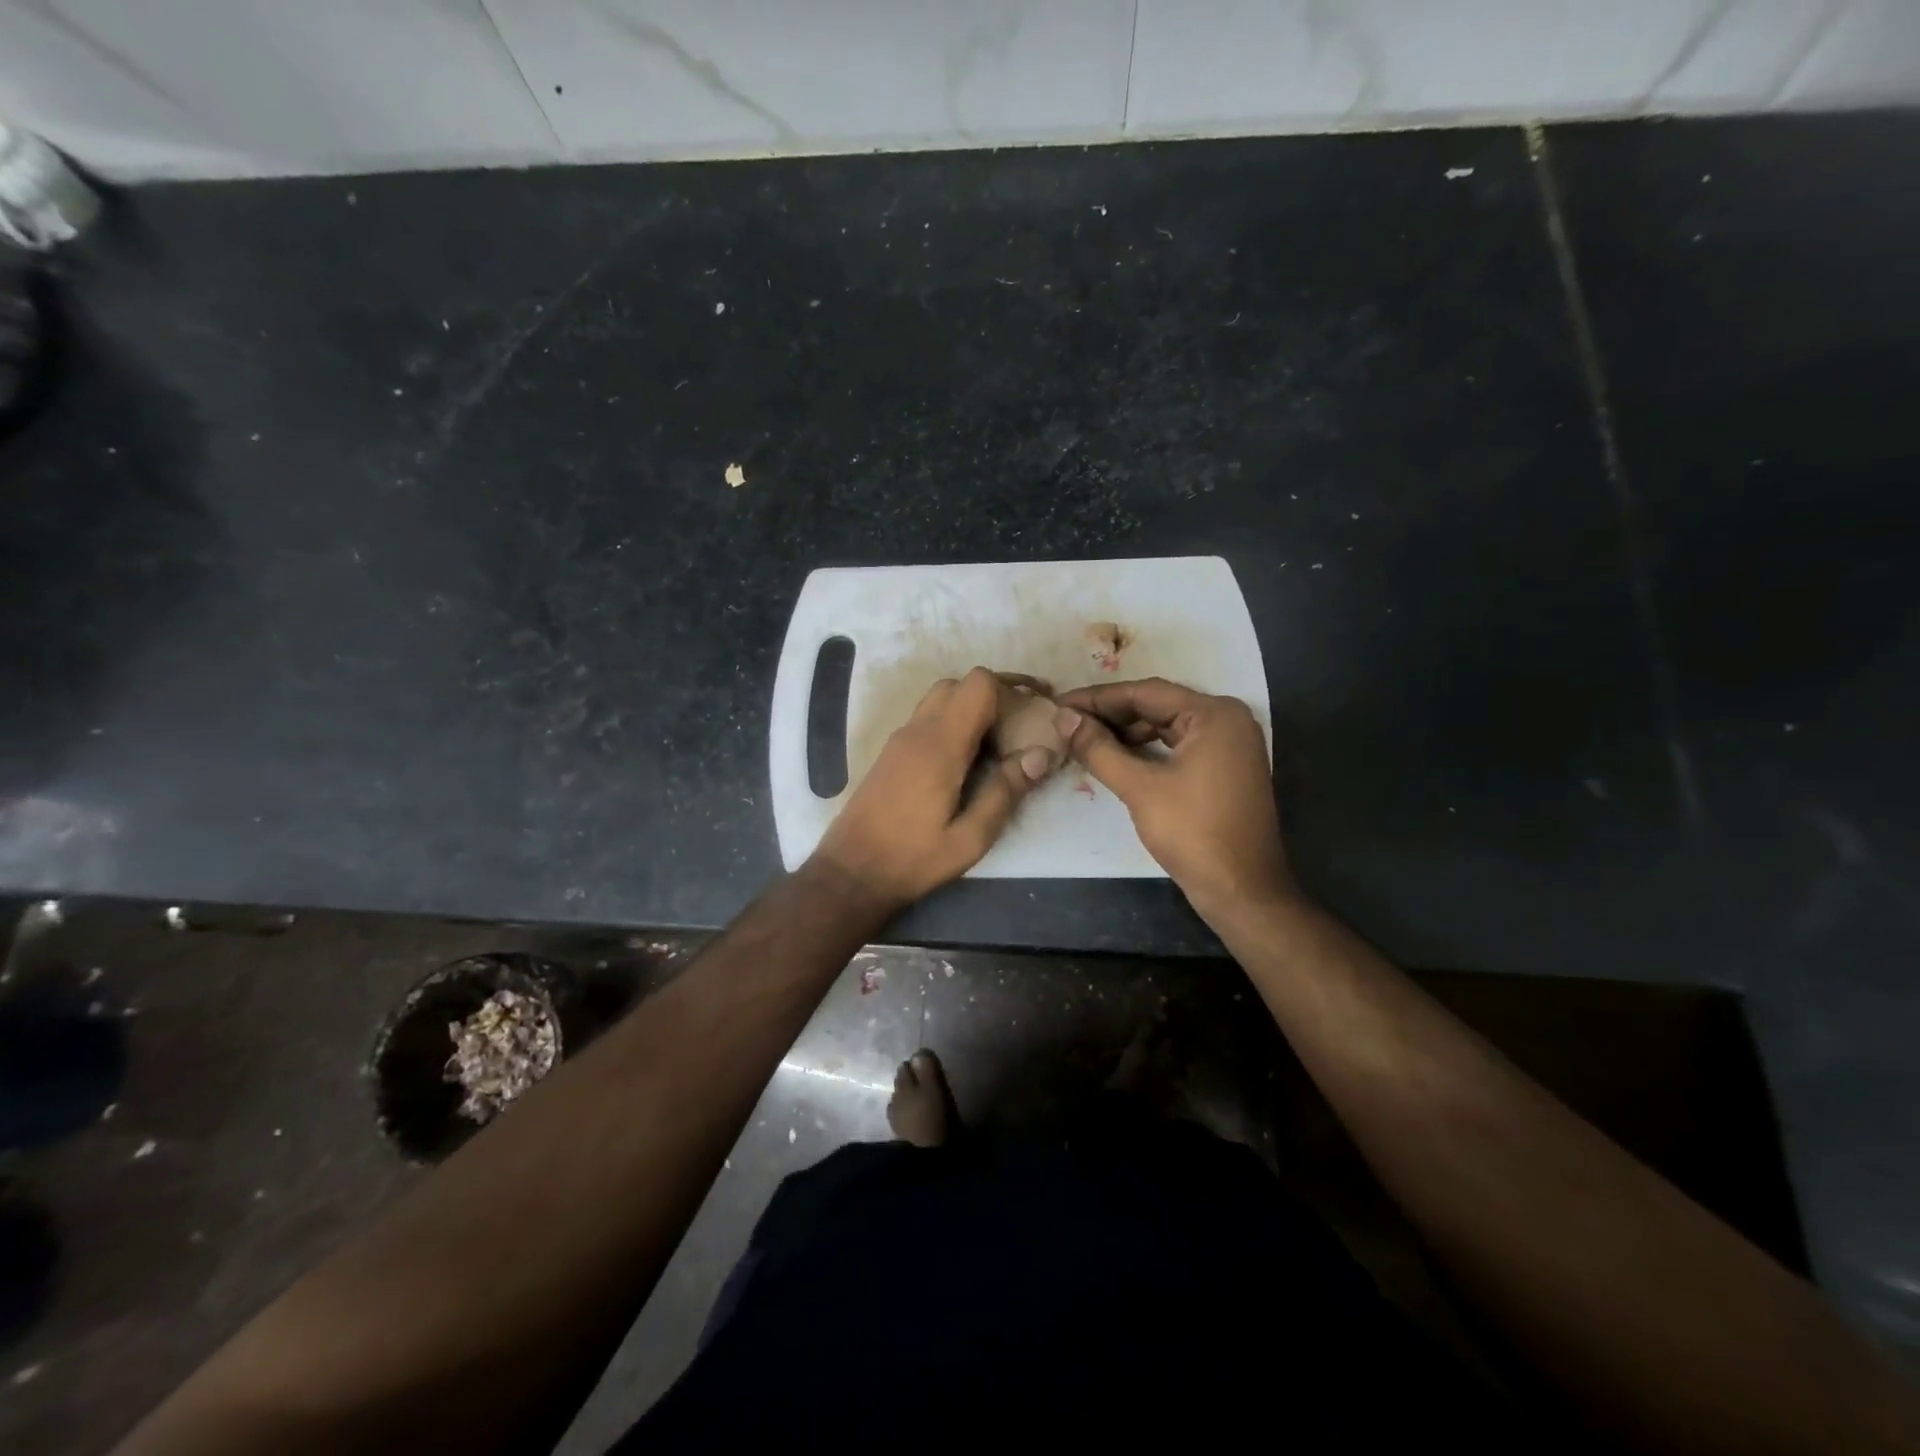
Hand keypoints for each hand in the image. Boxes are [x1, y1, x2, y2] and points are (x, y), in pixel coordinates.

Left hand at [813, 667, 1050, 909]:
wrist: (851, 872)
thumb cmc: (913, 859)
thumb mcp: (970, 838)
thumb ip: (1004, 793)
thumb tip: (1040, 754)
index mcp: (940, 745)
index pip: (978, 684)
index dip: (1011, 690)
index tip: (1033, 715)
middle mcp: (918, 731)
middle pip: (960, 684)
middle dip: (994, 697)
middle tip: (1020, 727)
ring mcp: (900, 739)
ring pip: (941, 698)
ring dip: (972, 709)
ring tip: (998, 744)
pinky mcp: (891, 753)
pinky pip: (927, 718)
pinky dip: (953, 723)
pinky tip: (968, 760)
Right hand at [1057, 677, 1294, 918]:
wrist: (1241, 890)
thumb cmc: (1192, 833)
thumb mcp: (1139, 788)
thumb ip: (1099, 748)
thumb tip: (1063, 718)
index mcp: (1214, 714)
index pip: (1146, 693)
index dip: (1098, 698)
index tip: (1060, 704)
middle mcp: (1227, 719)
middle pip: (1158, 705)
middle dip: (1111, 715)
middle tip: (1068, 723)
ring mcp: (1230, 744)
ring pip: (1167, 725)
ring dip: (1127, 732)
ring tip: (1085, 739)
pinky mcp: (1226, 767)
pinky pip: (1179, 745)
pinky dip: (1148, 748)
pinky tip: (1117, 756)